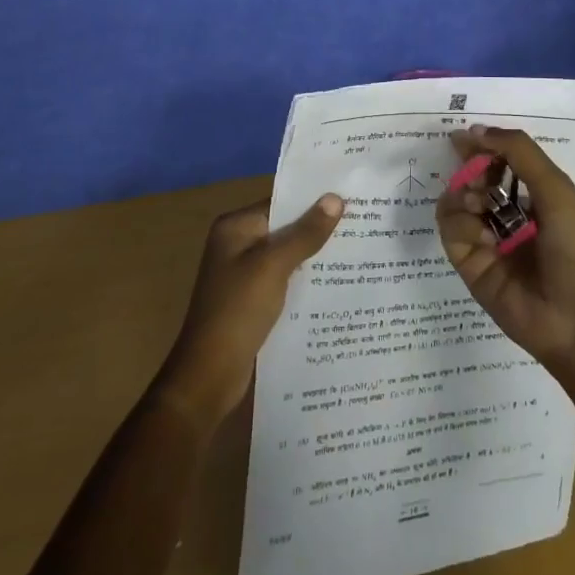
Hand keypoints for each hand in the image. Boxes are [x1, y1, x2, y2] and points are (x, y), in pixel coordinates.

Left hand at [153, 193, 344, 428]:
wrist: (210, 375)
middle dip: (319, 228)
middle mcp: (238, 244)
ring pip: (288, 255)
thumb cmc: (238, 310)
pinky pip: (285, 279)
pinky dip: (306, 279)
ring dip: (316, 256)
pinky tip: (337, 283)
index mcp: (235, 227)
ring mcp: (244, 274)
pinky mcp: (253, 300)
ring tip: (360, 250)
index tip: (352, 198)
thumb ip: (305, 233)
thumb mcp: (273, 266)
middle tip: (364, 224)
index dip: (314, 201)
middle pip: (285, 228)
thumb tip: (335, 198)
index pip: (281, 203)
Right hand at [434, 125, 574, 378]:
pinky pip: (450, 231)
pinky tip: (484, 237)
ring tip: (479, 205)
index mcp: (536, 195)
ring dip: (463, 195)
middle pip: (473, 179)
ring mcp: (488, 240)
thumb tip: (475, 130)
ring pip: (455, 202)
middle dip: (469, 170)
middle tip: (477, 177)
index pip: (500, 161)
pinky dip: (461, 225)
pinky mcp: (470, 265)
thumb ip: (519, 153)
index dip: (482, 147)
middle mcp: (509, 214)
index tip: (463, 138)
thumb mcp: (556, 189)